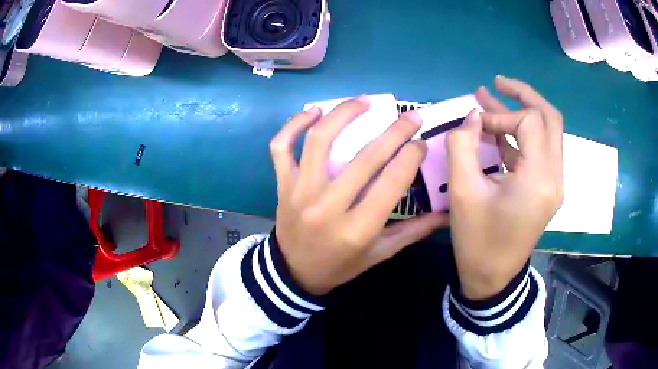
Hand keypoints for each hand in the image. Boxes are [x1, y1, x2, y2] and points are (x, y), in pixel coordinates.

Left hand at [270, 98, 447, 295]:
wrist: (293, 272)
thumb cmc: (339, 265)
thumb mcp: (378, 254)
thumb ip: (413, 231)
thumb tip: (446, 213)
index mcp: (357, 229)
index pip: (391, 182)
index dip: (410, 157)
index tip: (421, 142)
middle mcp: (327, 206)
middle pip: (365, 158)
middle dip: (394, 131)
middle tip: (411, 116)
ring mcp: (300, 191)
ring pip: (320, 140)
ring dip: (344, 114)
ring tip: (365, 101)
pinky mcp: (282, 184)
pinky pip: (282, 146)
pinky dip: (294, 124)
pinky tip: (314, 111)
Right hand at [447, 76, 563, 299]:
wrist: (492, 278)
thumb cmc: (478, 241)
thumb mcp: (464, 194)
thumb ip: (463, 147)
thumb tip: (470, 116)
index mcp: (540, 179)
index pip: (530, 122)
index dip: (501, 114)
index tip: (475, 124)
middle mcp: (555, 176)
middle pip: (550, 119)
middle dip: (524, 95)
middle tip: (498, 82)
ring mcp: (554, 183)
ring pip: (548, 132)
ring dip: (523, 112)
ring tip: (494, 95)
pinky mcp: (547, 188)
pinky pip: (540, 151)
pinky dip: (521, 135)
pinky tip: (499, 131)